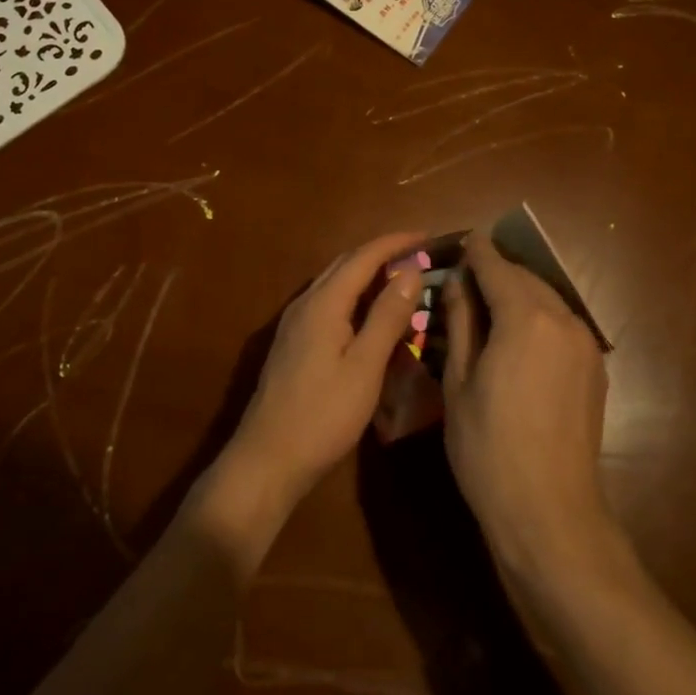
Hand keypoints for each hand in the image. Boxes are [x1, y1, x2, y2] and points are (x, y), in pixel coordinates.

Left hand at [215, 231, 425, 520]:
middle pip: (345, 264)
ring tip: (401, 278)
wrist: (267, 458)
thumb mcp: (365, 367)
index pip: (363, 257)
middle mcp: (305, 303)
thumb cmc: (323, 415)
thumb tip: (411, 269)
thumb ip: (387, 316)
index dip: (396, 242)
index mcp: (323, 303)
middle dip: (382, 253)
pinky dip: (354, 295)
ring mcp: (295, 323)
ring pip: (335, 282)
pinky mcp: (293, 342)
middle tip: (419, 255)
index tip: (428, 236)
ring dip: (367, 273)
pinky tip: (369, 313)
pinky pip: (328, 302)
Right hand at [442, 230, 613, 575]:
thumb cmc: (488, 447)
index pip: (496, 267)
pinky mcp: (595, 369)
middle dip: (497, 271)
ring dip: (519, 294)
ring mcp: (586, 345)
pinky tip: (517, 337)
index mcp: (525, 317)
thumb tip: (458, 283)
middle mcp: (563, 320)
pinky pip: (562, 325)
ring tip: (488, 305)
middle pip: (525, 279)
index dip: (476, 251)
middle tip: (466, 277)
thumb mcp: (459, 382)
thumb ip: (461, 323)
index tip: (462, 239)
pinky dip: (537, 317)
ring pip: (547, 300)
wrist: (549, 512)